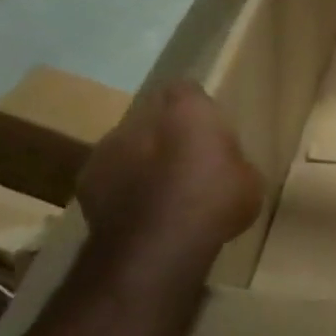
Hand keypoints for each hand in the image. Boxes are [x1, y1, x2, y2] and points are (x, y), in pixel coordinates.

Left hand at [76, 80, 262, 290]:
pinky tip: (140, 212)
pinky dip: (122, 186)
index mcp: (187, 109)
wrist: (157, 246)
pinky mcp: (86, 179)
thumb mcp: (248, 181)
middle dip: (166, 133)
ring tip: (160, 192)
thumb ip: (232, 161)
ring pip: (128, 144)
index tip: (208, 130)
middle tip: (187, 162)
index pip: (188, 89)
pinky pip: (110, 174)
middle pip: (154, 115)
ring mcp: (108, 147)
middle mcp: (142, 118)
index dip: (197, 108)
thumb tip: (226, 166)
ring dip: (141, 159)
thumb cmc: (214, 203)